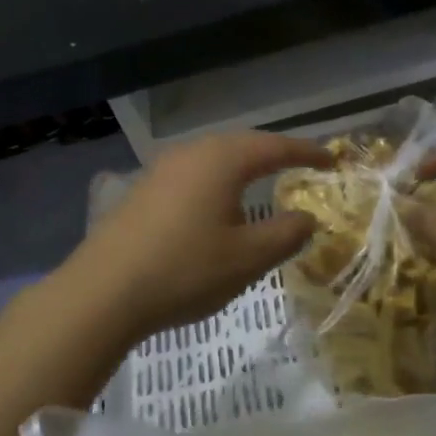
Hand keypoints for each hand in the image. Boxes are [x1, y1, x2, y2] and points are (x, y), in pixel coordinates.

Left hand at [57, 132, 331, 344]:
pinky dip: (217, 182)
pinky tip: (216, 205)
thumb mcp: (247, 258)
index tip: (332, 160)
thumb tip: (308, 217)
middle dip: (274, 154)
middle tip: (301, 167)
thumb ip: (286, 233)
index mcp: (223, 159)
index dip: (307, 153)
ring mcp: (162, 168)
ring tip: (263, 182)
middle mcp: (192, 152)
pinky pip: (193, 174)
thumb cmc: (185, 270)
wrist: (103, 291)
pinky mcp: (143, 189)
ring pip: (214, 158)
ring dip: (243, 167)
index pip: (276, 147)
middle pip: (243, 144)